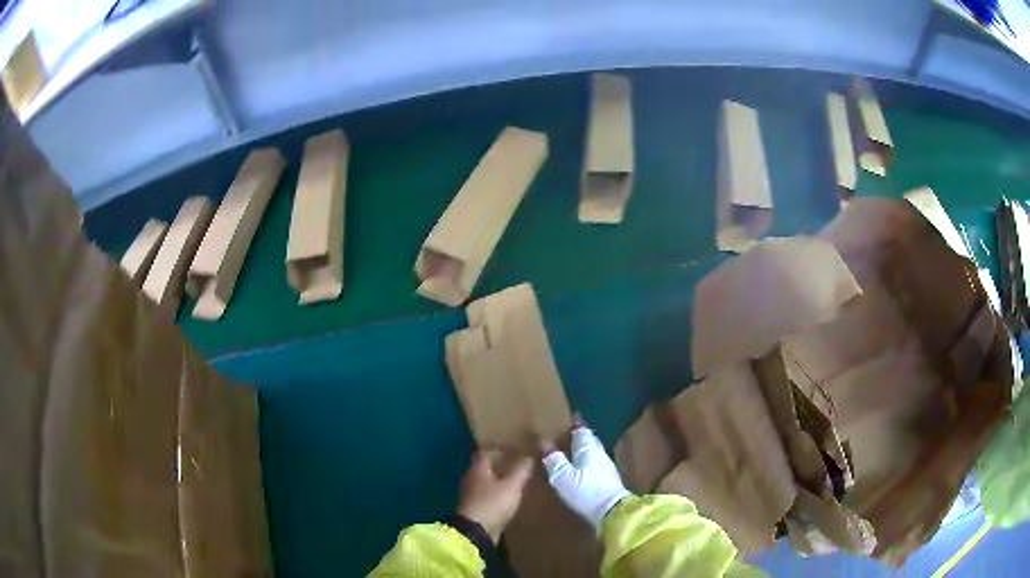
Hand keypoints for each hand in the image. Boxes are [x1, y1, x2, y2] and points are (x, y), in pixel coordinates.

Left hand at [457, 450, 532, 543]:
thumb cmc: (493, 503)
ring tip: (516, 479)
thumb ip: (521, 470)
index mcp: (478, 468)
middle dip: (500, 464)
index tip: (513, 446)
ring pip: (486, 481)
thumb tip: (529, 455)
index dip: (499, 448)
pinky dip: (497, 492)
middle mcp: (471, 478)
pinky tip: (508, 495)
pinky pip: (487, 494)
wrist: (476, 532)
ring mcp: (471, 493)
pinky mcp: (475, 507)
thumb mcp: (512, 486)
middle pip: (485, 466)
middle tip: (518, 462)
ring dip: (499, 479)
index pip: (485, 451)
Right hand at [541, 415, 631, 532]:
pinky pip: (596, 465)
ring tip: (572, 451)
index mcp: (588, 448)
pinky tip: (582, 469)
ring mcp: (607, 468)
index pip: (582, 430)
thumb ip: (554, 460)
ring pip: (594, 453)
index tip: (571, 416)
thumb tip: (545, 444)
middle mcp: (600, 454)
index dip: (576, 424)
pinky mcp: (610, 482)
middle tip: (569, 433)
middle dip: (580, 436)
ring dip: (584, 451)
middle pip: (590, 441)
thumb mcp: (563, 477)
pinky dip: (588, 464)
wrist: (613, 512)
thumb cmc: (585, 491)